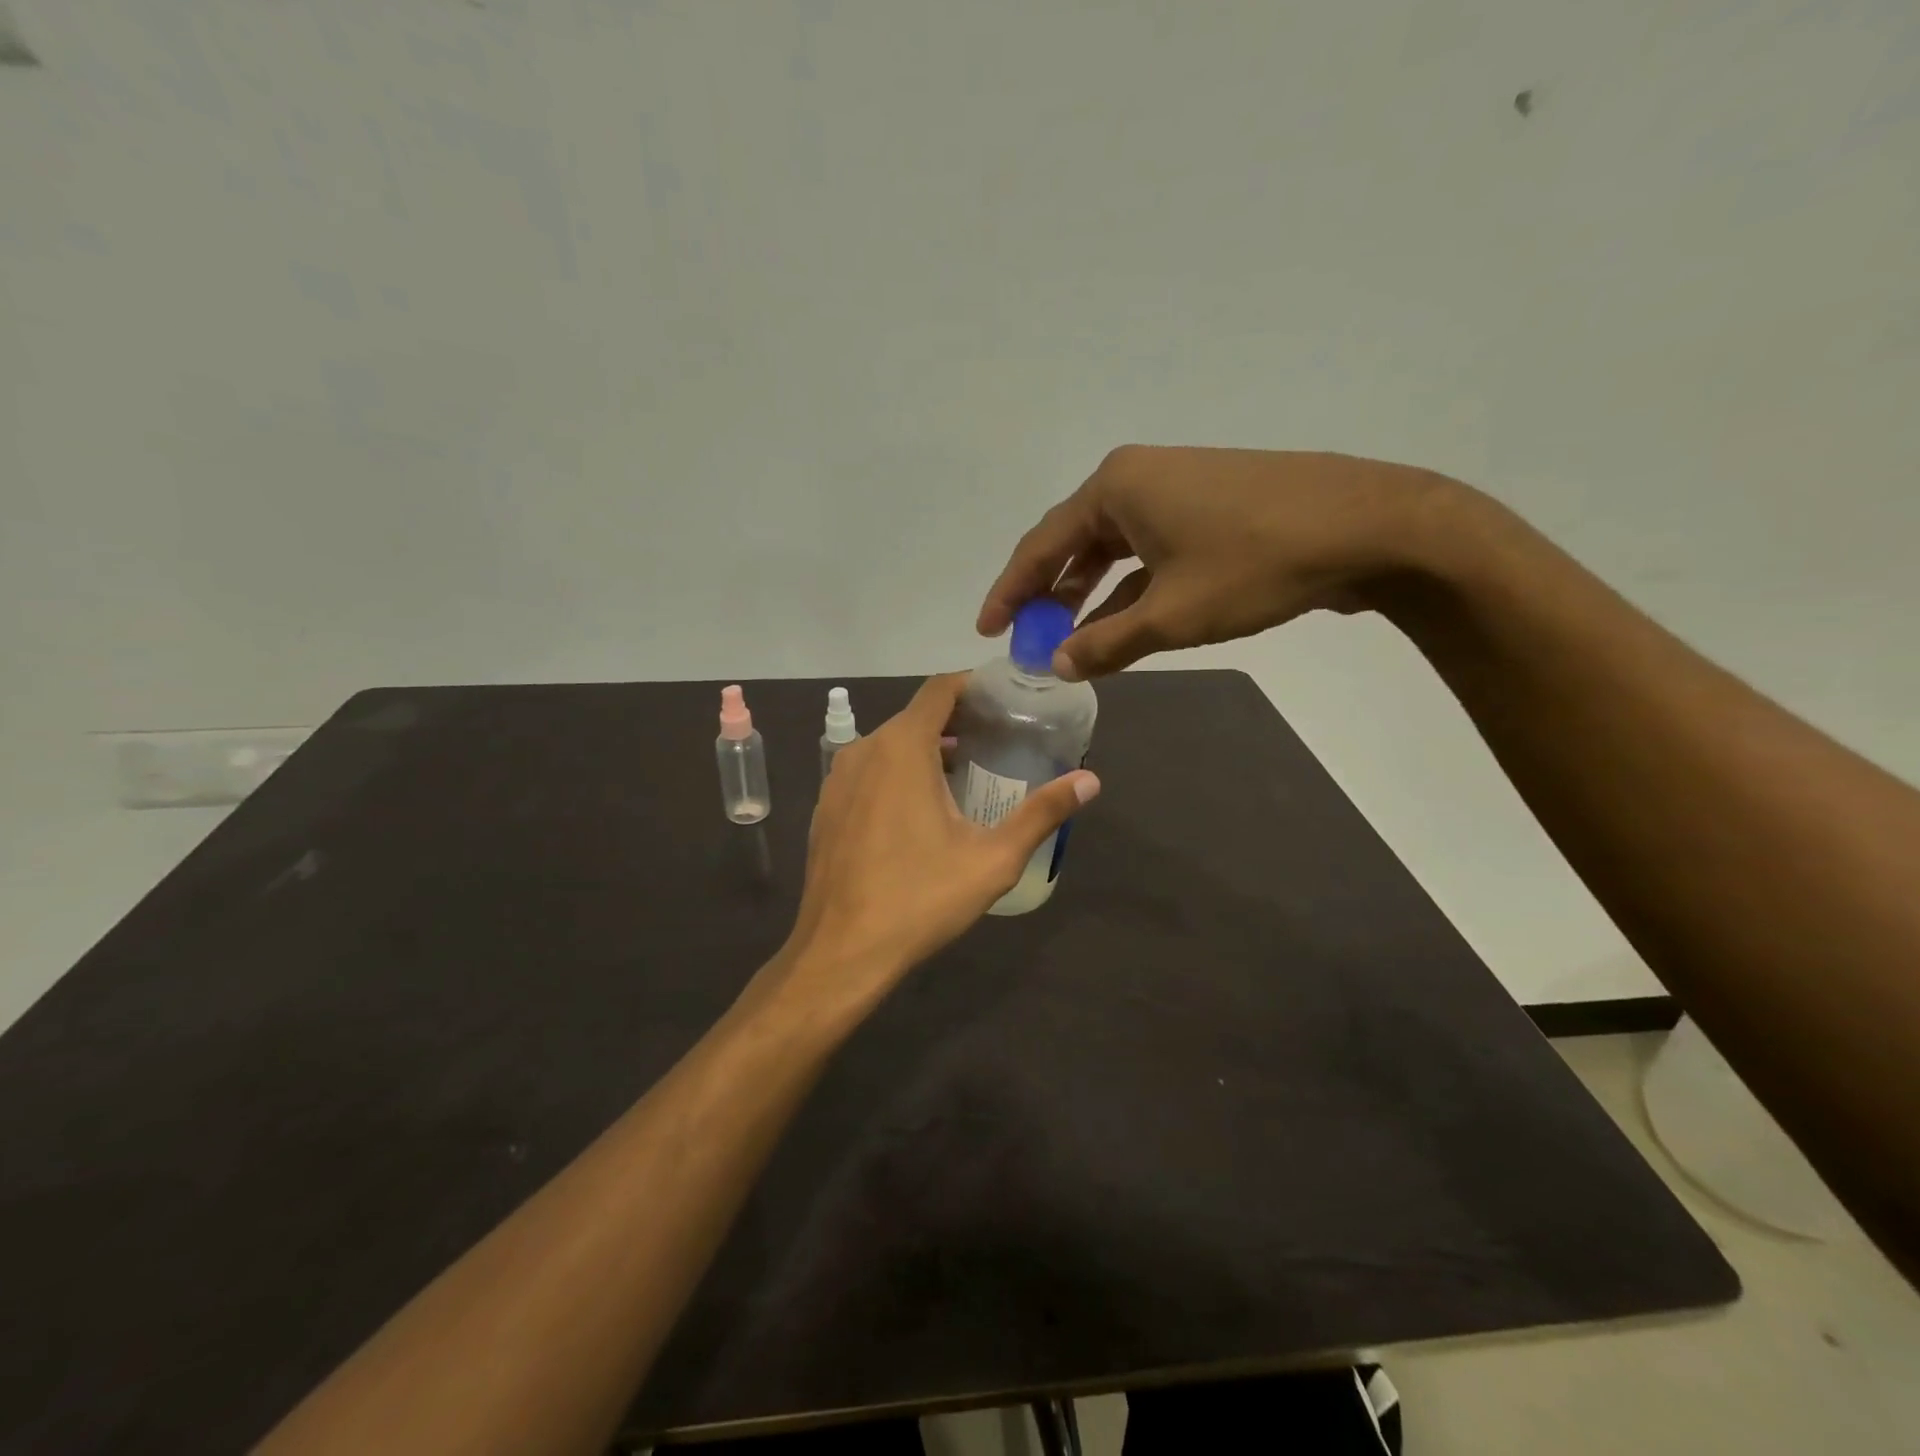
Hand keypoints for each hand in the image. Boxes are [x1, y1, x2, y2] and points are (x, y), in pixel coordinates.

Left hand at [779, 674, 1099, 1009]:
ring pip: (889, 745)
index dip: (974, 687)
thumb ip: (1041, 813)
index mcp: (901, 747)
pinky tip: (919, 811)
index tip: (1005, 702)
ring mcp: (837, 779)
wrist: (840, 951)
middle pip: (916, 716)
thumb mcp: (992, 859)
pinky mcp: (826, 807)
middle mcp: (864, 750)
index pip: (940, 689)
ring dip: (926, 750)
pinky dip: (896, 774)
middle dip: (956, 722)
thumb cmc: (919, 899)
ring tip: (965, 775)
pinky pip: (868, 772)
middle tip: (997, 744)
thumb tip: (1090, 781)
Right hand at [977, 446, 1464, 678]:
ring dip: (1089, 593)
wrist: (1368, 525)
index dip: (1010, 592)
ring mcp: (1175, 487)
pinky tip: (1121, 621)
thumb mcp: (1172, 614)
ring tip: (1068, 637)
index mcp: (1114, 488)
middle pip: (1072, 542)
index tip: (988, 629)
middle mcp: (1136, 477)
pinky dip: (1129, 586)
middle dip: (1048, 593)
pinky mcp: (1206, 505)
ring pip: (1112, 547)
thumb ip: (1106, 643)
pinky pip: (1147, 548)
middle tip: (1027, 638)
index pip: (1041, 546)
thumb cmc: (1255, 564)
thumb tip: (1057, 666)